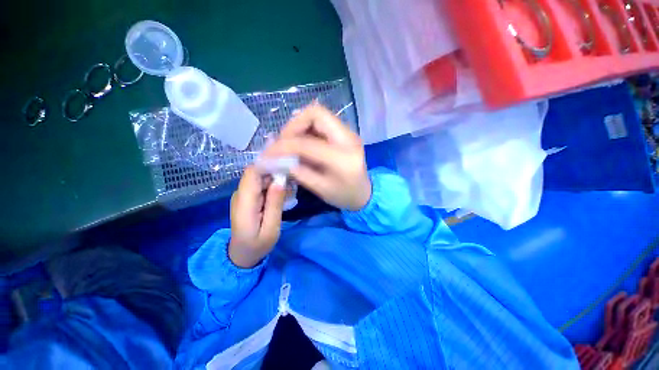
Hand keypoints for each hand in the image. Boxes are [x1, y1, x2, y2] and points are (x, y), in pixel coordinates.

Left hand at [229, 166, 285, 267]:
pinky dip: (273, 187)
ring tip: (290, 190)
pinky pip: (261, 186)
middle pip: (257, 173)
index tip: (287, 167)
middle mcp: (240, 194)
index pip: (252, 173)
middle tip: (293, 181)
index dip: (269, 165)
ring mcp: (243, 195)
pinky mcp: (248, 198)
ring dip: (276, 180)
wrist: (241, 255)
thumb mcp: (271, 228)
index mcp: (244, 202)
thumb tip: (279, 181)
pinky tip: (283, 195)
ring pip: (260, 178)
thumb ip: (274, 205)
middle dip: (276, 172)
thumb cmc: (257, 245)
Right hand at [264, 105, 370, 210]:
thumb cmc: (345, 196)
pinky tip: (301, 142)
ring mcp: (348, 133)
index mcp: (342, 158)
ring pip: (318, 115)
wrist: (365, 193)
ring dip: (299, 126)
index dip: (283, 146)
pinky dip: (307, 129)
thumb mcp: (320, 189)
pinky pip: (322, 122)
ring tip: (289, 143)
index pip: (307, 143)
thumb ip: (299, 173)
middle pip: (316, 113)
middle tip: (282, 142)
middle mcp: (348, 138)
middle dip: (293, 125)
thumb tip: (278, 159)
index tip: (268, 154)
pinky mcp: (345, 133)